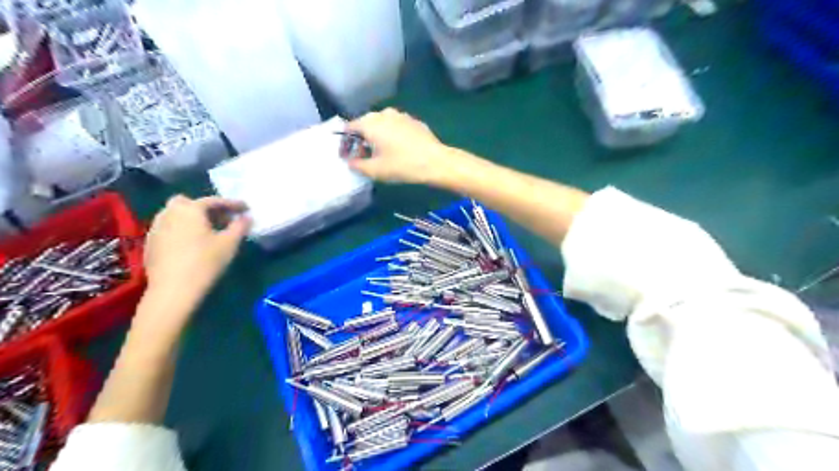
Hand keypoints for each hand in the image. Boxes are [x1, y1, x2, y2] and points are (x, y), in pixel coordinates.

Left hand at [140, 193, 248, 319]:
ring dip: (192, 218)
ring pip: (175, 215)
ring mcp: (156, 228)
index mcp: (189, 209)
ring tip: (208, 232)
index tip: (246, 208)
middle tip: (222, 219)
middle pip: (187, 202)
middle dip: (206, 207)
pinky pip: (168, 228)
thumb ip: (240, 226)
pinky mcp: (150, 243)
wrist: (173, 290)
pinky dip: (181, 230)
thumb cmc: (205, 262)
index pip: (213, 201)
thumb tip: (247, 217)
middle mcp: (169, 213)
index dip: (232, 204)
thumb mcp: (230, 243)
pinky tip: (192, 244)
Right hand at [345, 109, 452, 185]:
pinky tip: (396, 150)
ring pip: (381, 125)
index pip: (349, 128)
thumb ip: (357, 165)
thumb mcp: (375, 170)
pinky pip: (395, 127)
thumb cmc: (402, 166)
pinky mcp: (414, 121)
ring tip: (379, 155)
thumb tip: (351, 162)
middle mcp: (384, 113)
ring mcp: (401, 115)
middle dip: (360, 141)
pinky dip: (390, 136)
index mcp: (370, 123)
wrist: (436, 162)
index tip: (346, 157)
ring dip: (376, 138)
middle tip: (361, 158)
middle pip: (365, 125)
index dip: (344, 144)